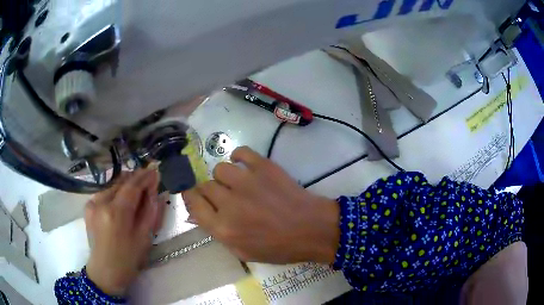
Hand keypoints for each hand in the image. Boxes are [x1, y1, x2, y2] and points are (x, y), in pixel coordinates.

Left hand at [85, 168, 163, 295]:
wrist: (105, 271)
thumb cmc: (128, 259)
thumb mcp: (145, 237)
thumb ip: (151, 211)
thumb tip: (156, 190)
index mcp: (116, 213)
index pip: (131, 186)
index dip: (145, 176)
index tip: (155, 170)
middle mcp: (100, 202)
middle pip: (121, 182)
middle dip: (136, 179)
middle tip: (148, 180)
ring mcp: (92, 203)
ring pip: (112, 185)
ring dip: (125, 185)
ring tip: (137, 190)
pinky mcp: (88, 206)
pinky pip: (105, 192)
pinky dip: (116, 192)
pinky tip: (122, 200)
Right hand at [183, 146, 339, 263]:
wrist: (311, 229)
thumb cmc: (279, 247)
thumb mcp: (243, 252)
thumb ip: (217, 233)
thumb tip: (198, 213)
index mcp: (223, 228)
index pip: (193, 203)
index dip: (191, 198)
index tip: (196, 197)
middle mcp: (229, 203)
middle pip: (205, 186)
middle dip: (209, 192)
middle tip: (223, 196)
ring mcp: (247, 182)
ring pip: (219, 169)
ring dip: (224, 177)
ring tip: (236, 183)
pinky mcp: (264, 167)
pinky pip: (240, 152)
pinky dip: (238, 156)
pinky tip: (242, 165)